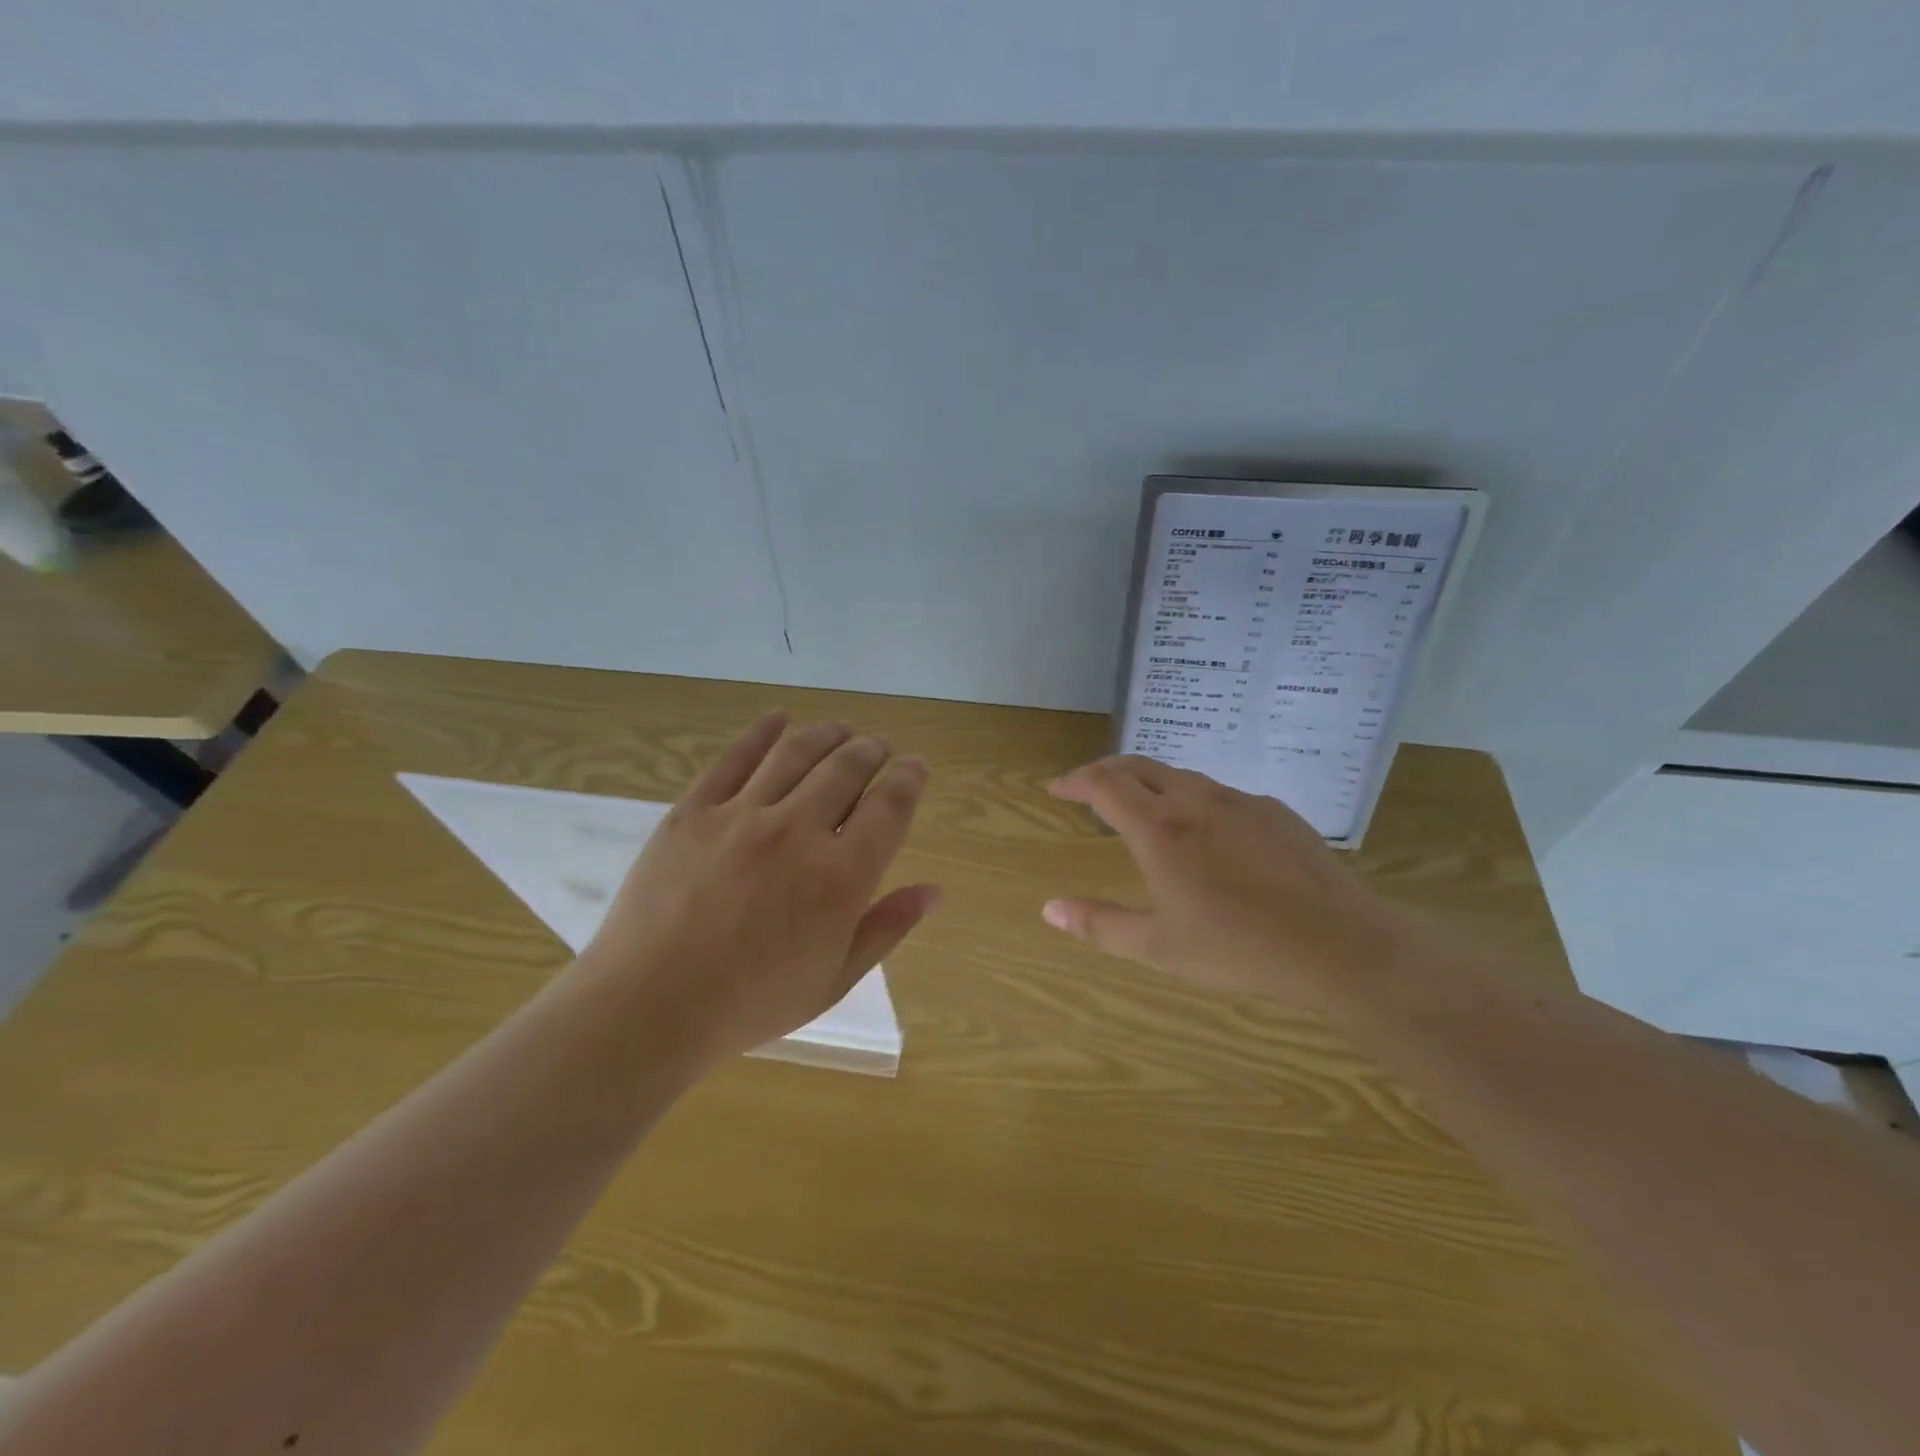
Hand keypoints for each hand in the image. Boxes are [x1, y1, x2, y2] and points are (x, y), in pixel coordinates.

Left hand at [575, 714, 939, 1067]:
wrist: (649, 1006)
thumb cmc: (751, 1002)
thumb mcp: (834, 979)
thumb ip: (887, 928)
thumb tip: (934, 892)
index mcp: (840, 877)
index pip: (890, 807)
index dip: (909, 779)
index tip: (915, 768)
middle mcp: (797, 832)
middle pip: (847, 767)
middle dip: (872, 750)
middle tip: (878, 748)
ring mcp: (742, 815)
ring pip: (797, 751)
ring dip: (828, 734)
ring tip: (841, 730)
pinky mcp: (694, 810)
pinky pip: (734, 757)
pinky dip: (762, 732)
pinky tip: (779, 719)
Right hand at [1041, 755, 1409, 1008]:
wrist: (1337, 943)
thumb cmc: (1238, 948)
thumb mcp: (1158, 946)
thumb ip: (1100, 924)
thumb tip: (1049, 909)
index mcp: (1159, 830)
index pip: (1104, 784)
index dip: (1075, 781)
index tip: (1057, 789)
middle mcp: (1195, 800)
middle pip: (1139, 766)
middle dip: (1106, 770)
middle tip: (1088, 787)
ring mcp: (1239, 800)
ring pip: (1181, 776)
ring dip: (1149, 782)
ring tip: (1141, 805)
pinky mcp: (1274, 810)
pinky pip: (1220, 793)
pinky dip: (1193, 798)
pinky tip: (1206, 831)